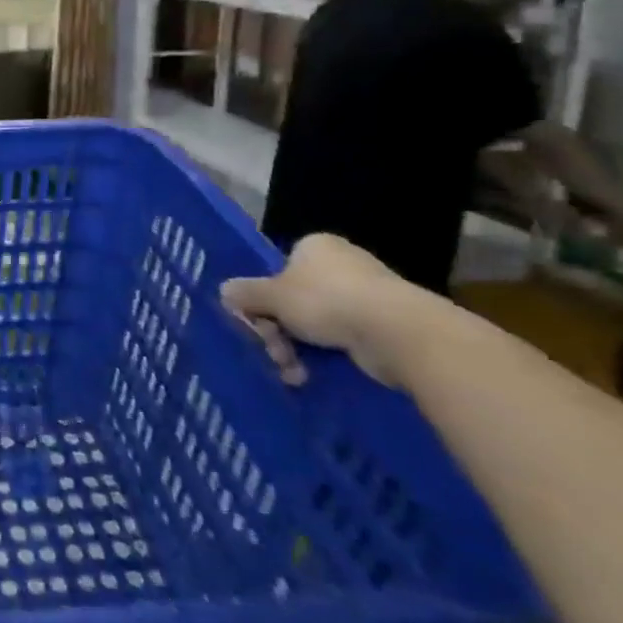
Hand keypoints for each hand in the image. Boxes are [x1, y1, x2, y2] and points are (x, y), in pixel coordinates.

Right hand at [220, 234, 413, 388]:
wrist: (398, 333)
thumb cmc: (326, 300)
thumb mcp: (271, 296)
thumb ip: (245, 293)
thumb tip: (224, 291)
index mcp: (315, 247)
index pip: (280, 269)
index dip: (264, 297)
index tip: (257, 321)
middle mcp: (342, 265)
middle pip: (294, 300)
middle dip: (278, 331)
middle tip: (274, 351)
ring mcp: (368, 296)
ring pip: (316, 324)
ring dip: (296, 350)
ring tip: (293, 371)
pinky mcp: (387, 327)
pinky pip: (343, 340)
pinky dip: (325, 358)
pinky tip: (312, 376)